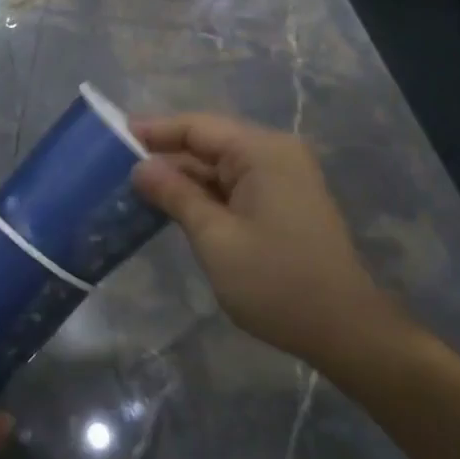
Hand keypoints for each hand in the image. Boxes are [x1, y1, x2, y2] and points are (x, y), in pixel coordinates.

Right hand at [130, 113, 412, 374]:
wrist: (346, 331)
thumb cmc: (276, 283)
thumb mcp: (215, 239)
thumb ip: (176, 195)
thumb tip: (140, 167)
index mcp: (262, 152)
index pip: (197, 126)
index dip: (154, 130)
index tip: (113, 135)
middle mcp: (274, 154)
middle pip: (208, 143)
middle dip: (165, 156)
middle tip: (116, 168)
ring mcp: (282, 177)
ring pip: (219, 166)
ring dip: (183, 178)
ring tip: (136, 189)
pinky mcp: (283, 201)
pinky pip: (234, 185)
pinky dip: (205, 194)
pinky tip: (174, 207)